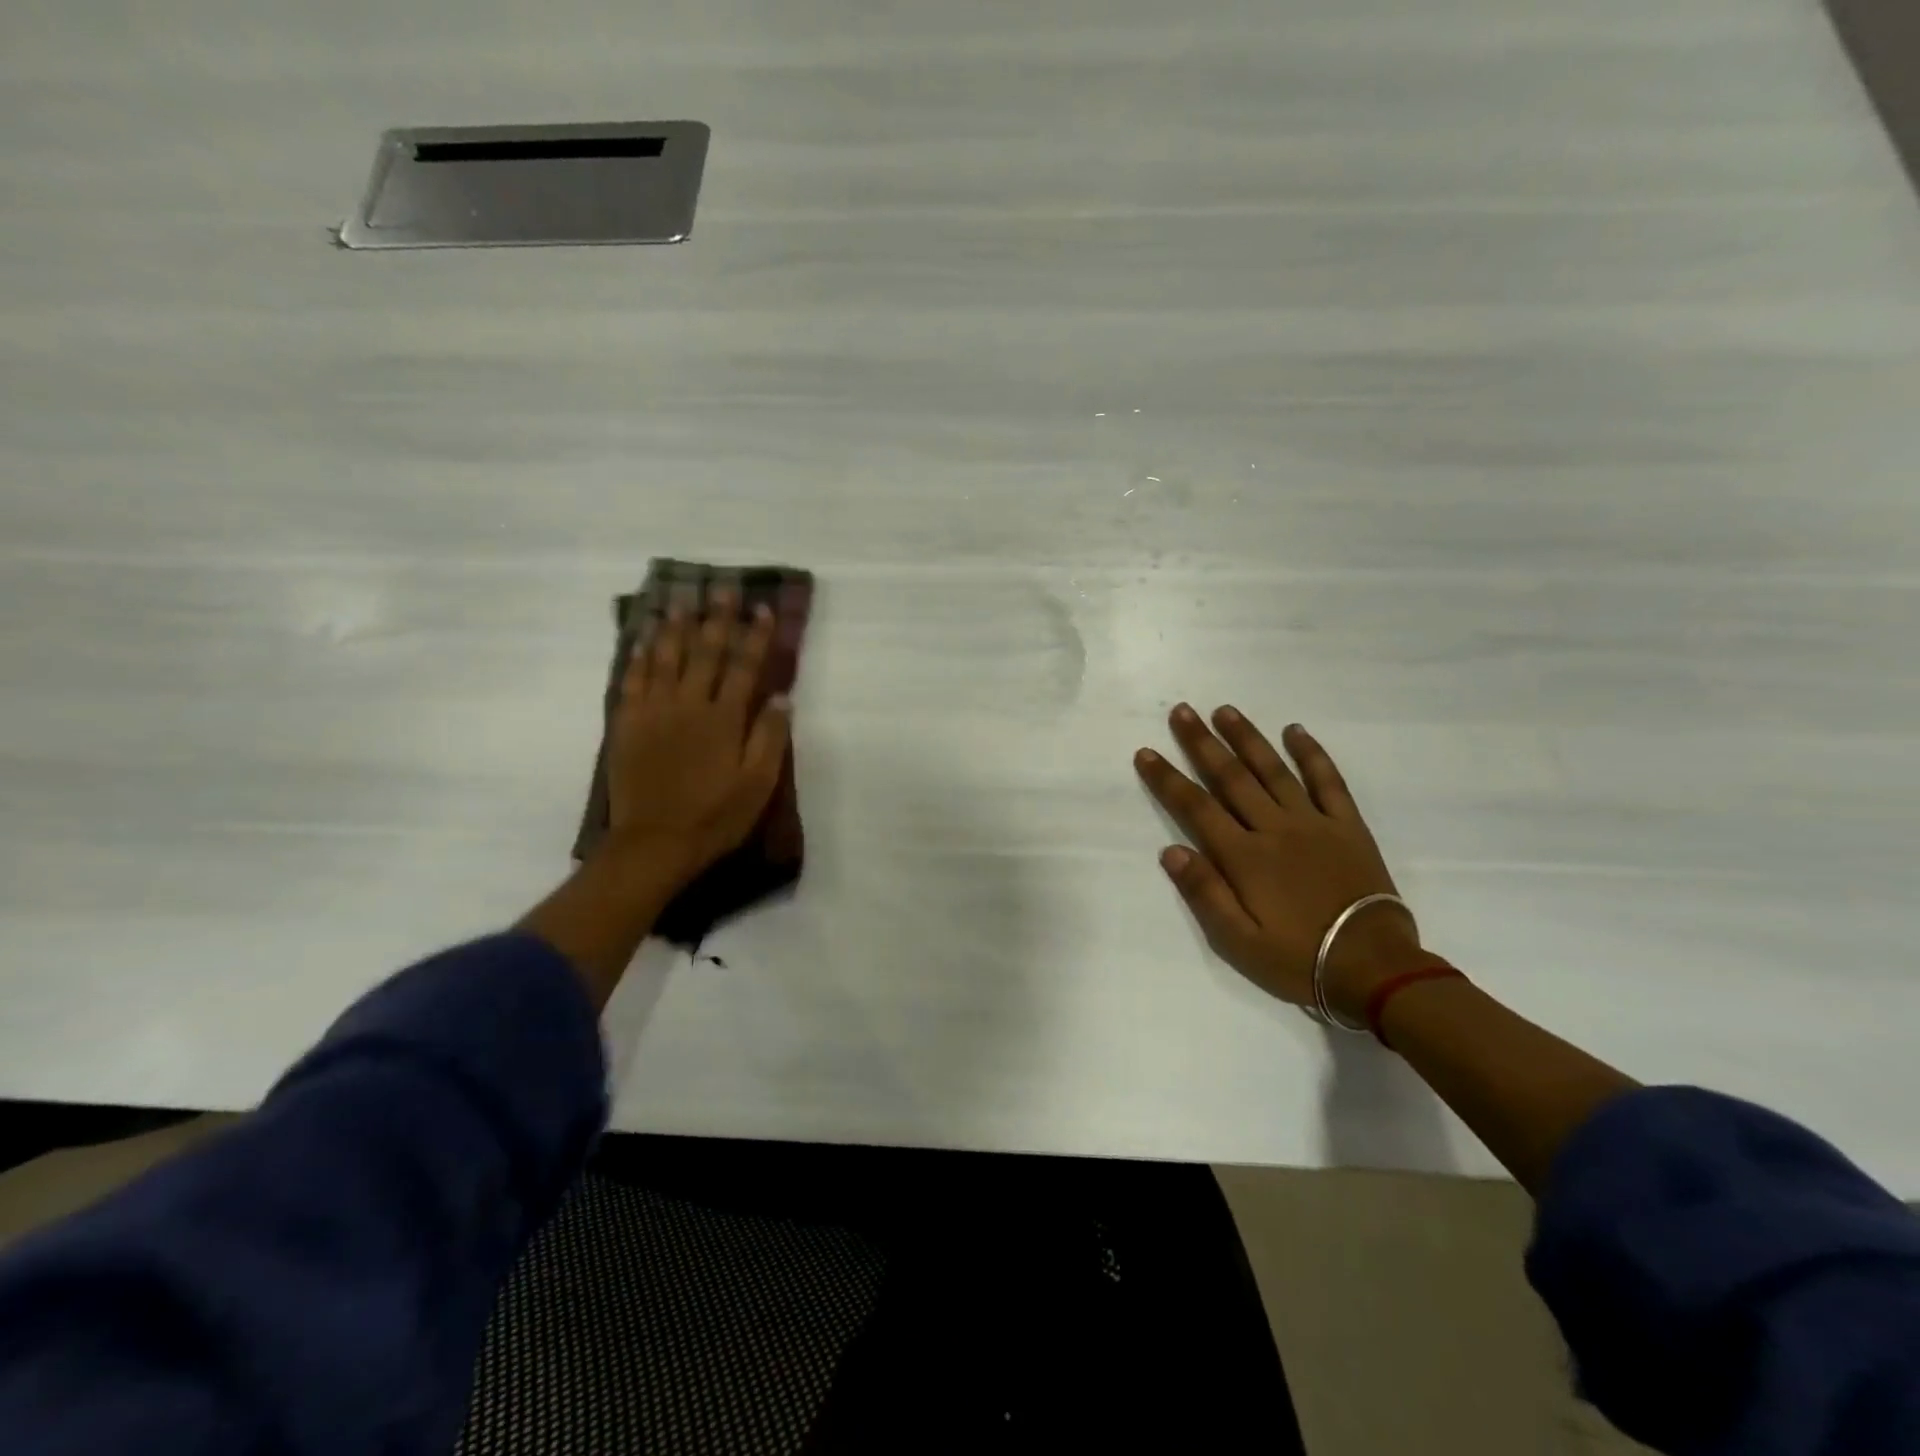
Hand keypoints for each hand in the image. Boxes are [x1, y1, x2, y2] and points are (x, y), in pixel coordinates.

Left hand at [605, 594, 791, 891]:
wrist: (654, 843)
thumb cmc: (715, 816)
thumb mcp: (758, 784)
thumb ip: (769, 737)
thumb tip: (780, 696)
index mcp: (724, 719)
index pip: (744, 666)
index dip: (755, 636)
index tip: (762, 608)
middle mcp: (689, 705)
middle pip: (704, 652)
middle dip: (716, 618)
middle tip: (722, 587)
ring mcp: (654, 712)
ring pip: (665, 657)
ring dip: (674, 625)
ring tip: (680, 598)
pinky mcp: (627, 724)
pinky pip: (633, 680)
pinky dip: (639, 655)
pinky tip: (643, 637)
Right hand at [1134, 704, 1424, 1019]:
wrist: (1374, 968)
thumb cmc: (1298, 959)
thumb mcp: (1238, 941)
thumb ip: (1204, 893)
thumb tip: (1170, 850)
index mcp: (1244, 857)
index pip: (1196, 808)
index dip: (1167, 779)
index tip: (1146, 753)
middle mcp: (1275, 829)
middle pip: (1231, 777)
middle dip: (1202, 743)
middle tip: (1182, 711)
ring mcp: (1314, 823)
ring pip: (1274, 770)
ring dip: (1247, 738)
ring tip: (1225, 710)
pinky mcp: (1348, 826)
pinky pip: (1328, 781)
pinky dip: (1311, 754)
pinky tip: (1295, 731)